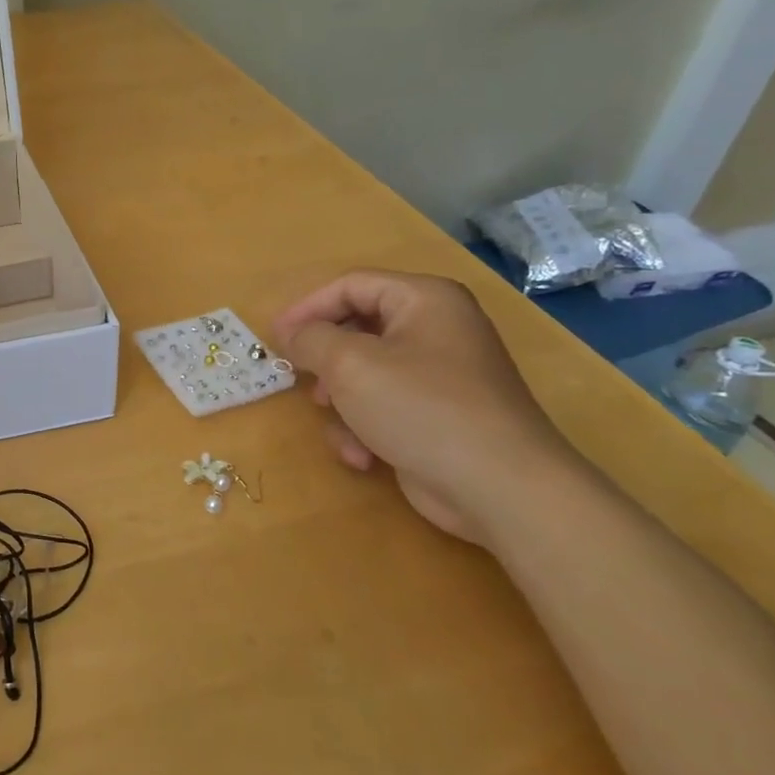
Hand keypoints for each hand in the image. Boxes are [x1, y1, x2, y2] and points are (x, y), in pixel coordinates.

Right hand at [274, 271, 581, 545]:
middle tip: (299, 381)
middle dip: (325, 361)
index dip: (307, 308)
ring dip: (341, 402)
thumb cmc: (421, 408)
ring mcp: (440, 375)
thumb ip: (309, 339)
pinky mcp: (438, 416)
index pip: (350, 285)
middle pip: (356, 329)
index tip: (274, 338)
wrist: (500, 489)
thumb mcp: (350, 364)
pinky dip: (365, 428)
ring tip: (337, 425)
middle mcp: (436, 329)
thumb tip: (291, 334)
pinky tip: (363, 456)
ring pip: (365, 373)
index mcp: (425, 300)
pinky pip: (384, 406)